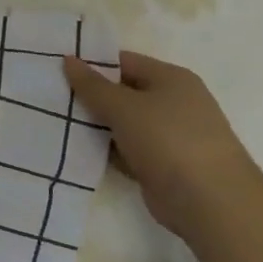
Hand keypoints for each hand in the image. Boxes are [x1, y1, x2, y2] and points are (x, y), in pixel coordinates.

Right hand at [62, 49, 260, 235]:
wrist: (210, 202)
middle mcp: (173, 103)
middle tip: (52, 98)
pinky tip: (78, 151)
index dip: (92, 64)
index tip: (58, 71)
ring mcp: (169, 136)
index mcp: (171, 79)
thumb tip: (69, 59)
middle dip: (90, 96)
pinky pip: (127, 150)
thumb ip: (92, 85)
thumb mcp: (124, 107)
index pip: (124, 61)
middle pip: (123, 92)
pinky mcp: (162, 165)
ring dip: (96, 126)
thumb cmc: (168, 140)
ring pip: (123, 123)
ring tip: (56, 123)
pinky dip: (107, 151)